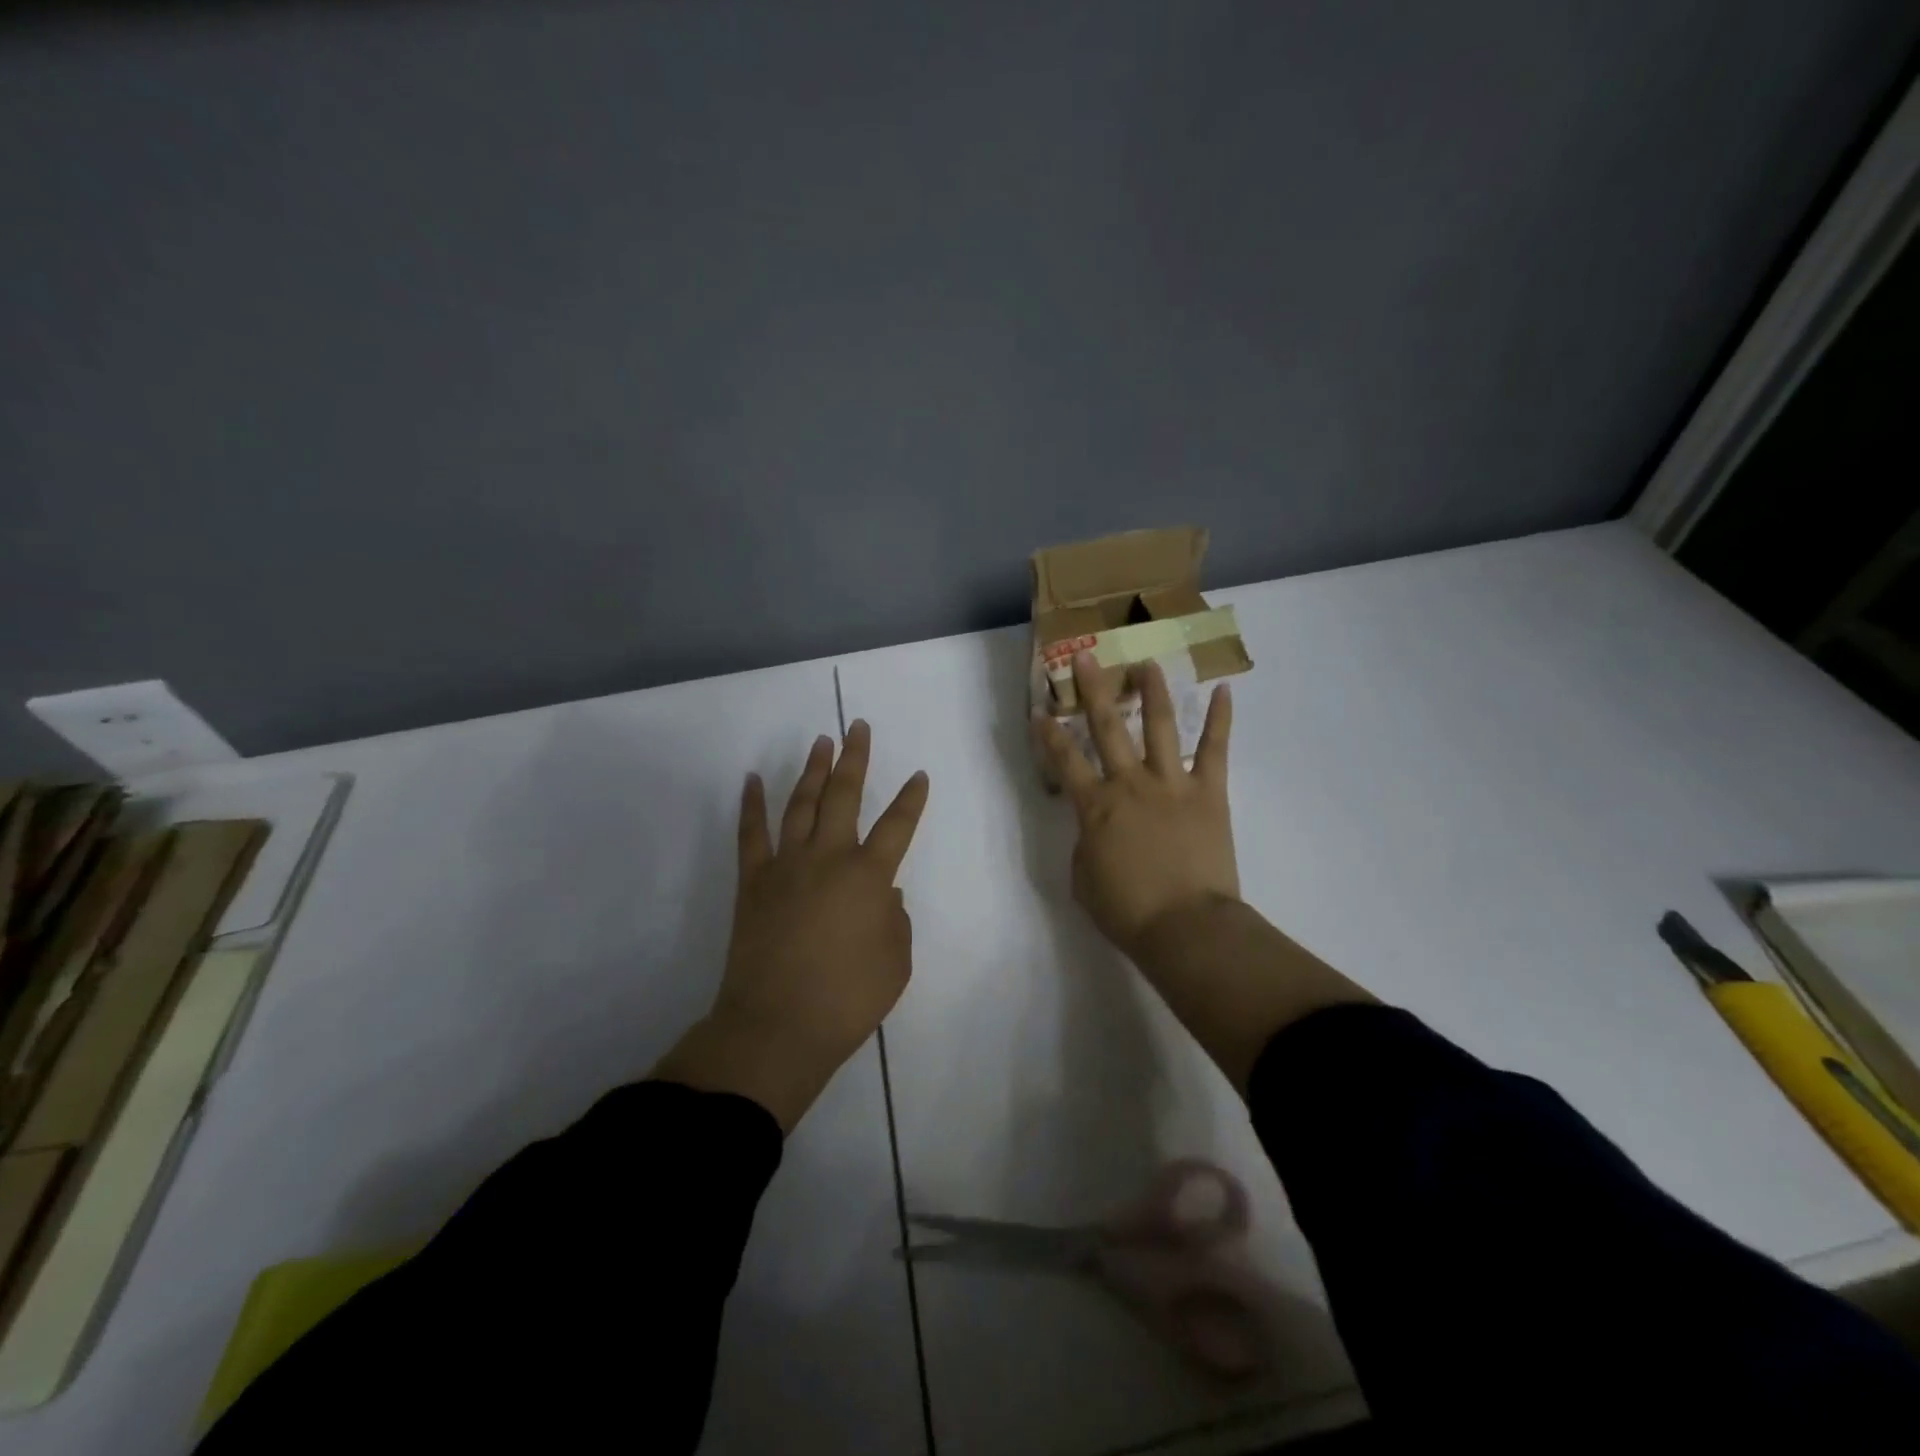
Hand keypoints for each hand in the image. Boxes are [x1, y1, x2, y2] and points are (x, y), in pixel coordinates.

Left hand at [653, 722, 929, 1130]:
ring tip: (821, 742)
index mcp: (869, 877)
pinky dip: (752, 805)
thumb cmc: (847, 1000)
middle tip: (858, 727)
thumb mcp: (895, 964)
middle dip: (855, 758)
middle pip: (844, 796)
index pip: (897, 826)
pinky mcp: (753, 882)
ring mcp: (787, 865)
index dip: (911, 799)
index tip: (919, 775)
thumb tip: (883, 894)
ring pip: (802, 804)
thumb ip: (895, 921)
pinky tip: (753, 780)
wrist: (776, 1027)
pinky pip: (751, 834)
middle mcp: (828, 858)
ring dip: (813, 770)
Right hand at [1035, 651, 1369, 1089]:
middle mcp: (1130, 784)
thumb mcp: (1084, 879)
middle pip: (1107, 728)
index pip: (1064, 761)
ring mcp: (1172, 784)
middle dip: (1093, 690)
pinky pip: (1216, 750)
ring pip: (1161, 727)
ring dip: (1152, 692)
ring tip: (1148, 663)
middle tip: (1086, 658)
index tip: (1040, 711)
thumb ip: (1085, 844)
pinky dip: (1220, 720)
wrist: (1186, 927)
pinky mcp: (1209, 792)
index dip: (1048, 735)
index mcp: (1095, 807)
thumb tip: (1097, 828)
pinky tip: (1223, 691)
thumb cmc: (1127, 911)